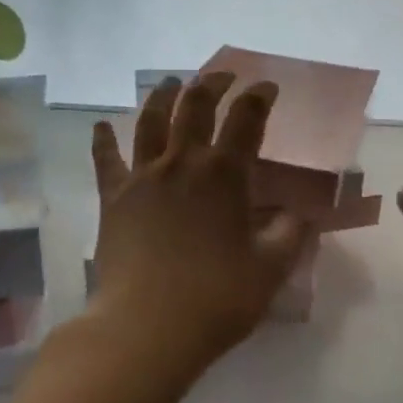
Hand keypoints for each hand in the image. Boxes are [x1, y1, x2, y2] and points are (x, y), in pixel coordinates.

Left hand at [90, 72, 307, 362]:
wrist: (148, 326)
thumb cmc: (218, 298)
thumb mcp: (271, 268)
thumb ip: (290, 233)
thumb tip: (301, 212)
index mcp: (225, 174)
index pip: (247, 119)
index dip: (260, 97)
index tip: (268, 87)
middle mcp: (183, 162)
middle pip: (196, 105)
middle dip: (213, 83)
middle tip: (224, 76)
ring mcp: (143, 176)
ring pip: (151, 120)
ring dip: (163, 96)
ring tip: (171, 82)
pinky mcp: (112, 197)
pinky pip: (106, 159)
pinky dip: (103, 139)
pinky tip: (101, 124)